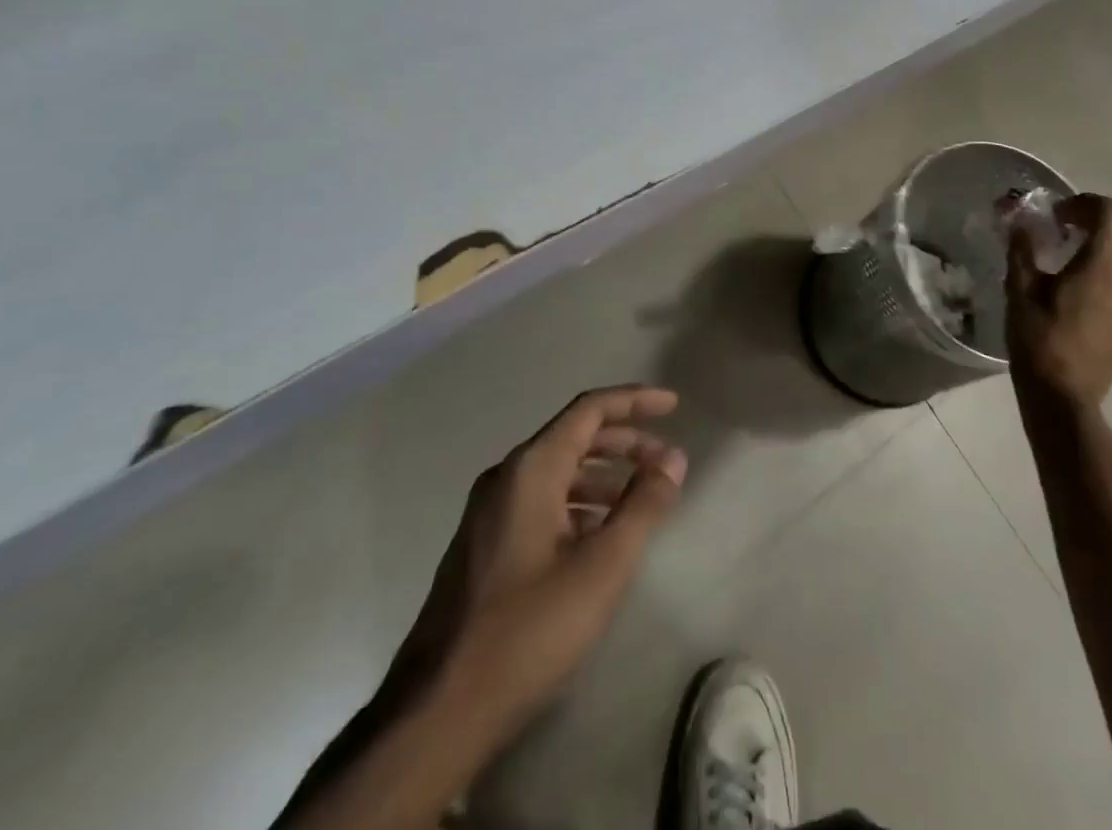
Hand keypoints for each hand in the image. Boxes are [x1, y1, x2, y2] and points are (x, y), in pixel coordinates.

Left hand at [398, 385, 687, 744]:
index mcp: (531, 469)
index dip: (634, 401)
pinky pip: (540, 501)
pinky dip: (578, 503)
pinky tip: (599, 534)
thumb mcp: (602, 566)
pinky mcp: (484, 545)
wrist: (437, 711)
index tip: (673, 405)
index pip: (590, 409)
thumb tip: (673, 459)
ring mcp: (489, 512)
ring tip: (641, 499)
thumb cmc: (528, 630)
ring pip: (557, 471)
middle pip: (574, 437)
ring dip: (603, 475)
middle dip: (625, 442)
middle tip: (666, 461)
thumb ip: (643, 505)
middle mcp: (506, 477)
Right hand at [1006, 194, 1111, 407]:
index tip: (1057, 216)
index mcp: (1105, 263)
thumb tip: (1022, 224)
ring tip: (1079, 270)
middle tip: (1068, 241)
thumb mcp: (1020, 289)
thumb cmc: (1039, 338)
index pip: (1110, 212)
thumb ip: (1023, 250)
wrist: (1063, 396)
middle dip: (1100, 233)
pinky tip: (1087, 299)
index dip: (1083, 204)